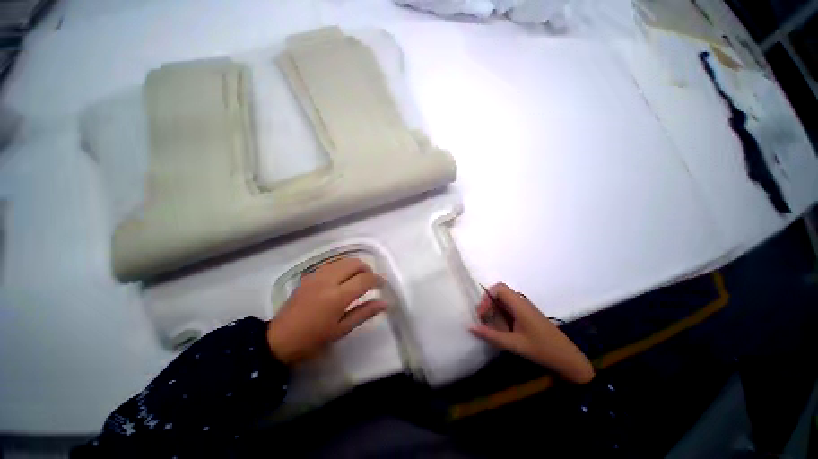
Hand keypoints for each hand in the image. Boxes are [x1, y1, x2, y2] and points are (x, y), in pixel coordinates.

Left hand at [267, 258, 387, 364]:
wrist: (278, 340)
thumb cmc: (313, 340)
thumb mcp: (341, 330)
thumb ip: (364, 313)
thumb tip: (385, 303)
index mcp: (337, 297)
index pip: (364, 279)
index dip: (378, 280)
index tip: (383, 284)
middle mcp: (328, 280)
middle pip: (355, 263)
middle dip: (368, 270)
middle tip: (371, 282)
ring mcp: (317, 275)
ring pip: (344, 260)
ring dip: (356, 267)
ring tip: (358, 280)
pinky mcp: (309, 274)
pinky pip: (332, 263)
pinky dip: (343, 267)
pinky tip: (343, 279)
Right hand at [470, 283, 594, 383]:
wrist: (568, 359)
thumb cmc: (542, 350)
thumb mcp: (514, 344)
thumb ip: (492, 336)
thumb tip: (471, 327)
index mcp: (520, 305)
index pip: (499, 288)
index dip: (487, 297)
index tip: (482, 313)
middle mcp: (522, 302)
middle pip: (500, 293)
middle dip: (488, 303)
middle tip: (482, 319)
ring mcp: (526, 308)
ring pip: (504, 301)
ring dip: (494, 309)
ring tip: (489, 324)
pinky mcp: (528, 315)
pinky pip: (510, 308)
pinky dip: (501, 314)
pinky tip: (501, 328)